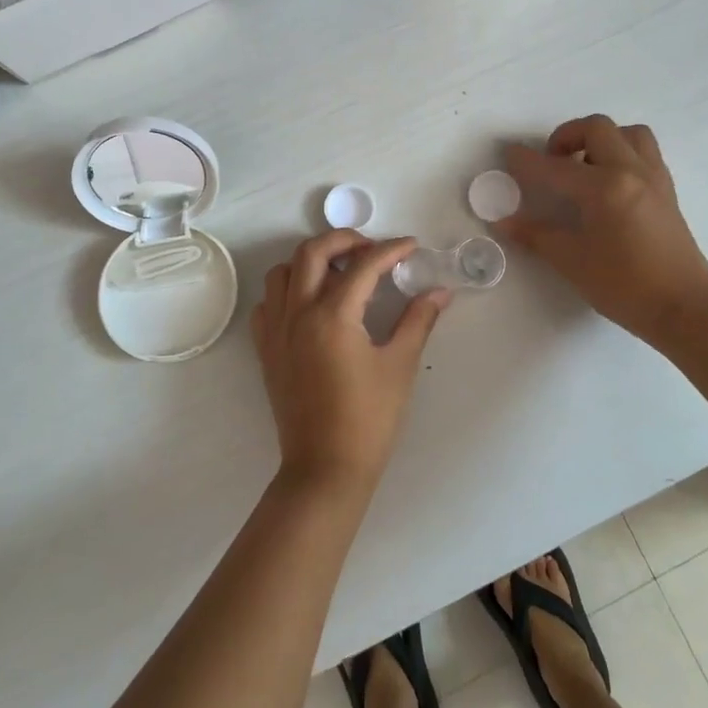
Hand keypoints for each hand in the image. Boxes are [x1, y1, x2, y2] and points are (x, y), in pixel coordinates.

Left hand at [252, 231, 448, 495]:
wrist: (326, 468)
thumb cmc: (369, 419)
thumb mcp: (399, 365)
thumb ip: (418, 320)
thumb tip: (440, 292)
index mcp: (333, 315)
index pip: (364, 265)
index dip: (391, 249)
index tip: (411, 246)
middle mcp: (298, 313)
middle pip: (312, 251)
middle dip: (344, 239)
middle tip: (372, 249)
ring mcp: (276, 331)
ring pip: (283, 272)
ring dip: (311, 261)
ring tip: (340, 272)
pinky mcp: (267, 350)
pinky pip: (268, 304)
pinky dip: (288, 291)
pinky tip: (311, 304)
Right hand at [498, 116, 707, 346]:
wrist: (686, 308)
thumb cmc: (625, 287)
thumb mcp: (572, 262)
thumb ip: (536, 236)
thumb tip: (504, 221)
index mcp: (604, 187)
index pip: (555, 167)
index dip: (526, 161)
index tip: (508, 154)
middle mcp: (631, 171)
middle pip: (596, 128)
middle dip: (566, 136)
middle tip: (552, 162)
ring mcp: (654, 177)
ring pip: (627, 133)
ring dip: (600, 140)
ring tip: (584, 167)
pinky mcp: (667, 190)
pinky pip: (644, 152)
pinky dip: (621, 153)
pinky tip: (608, 184)